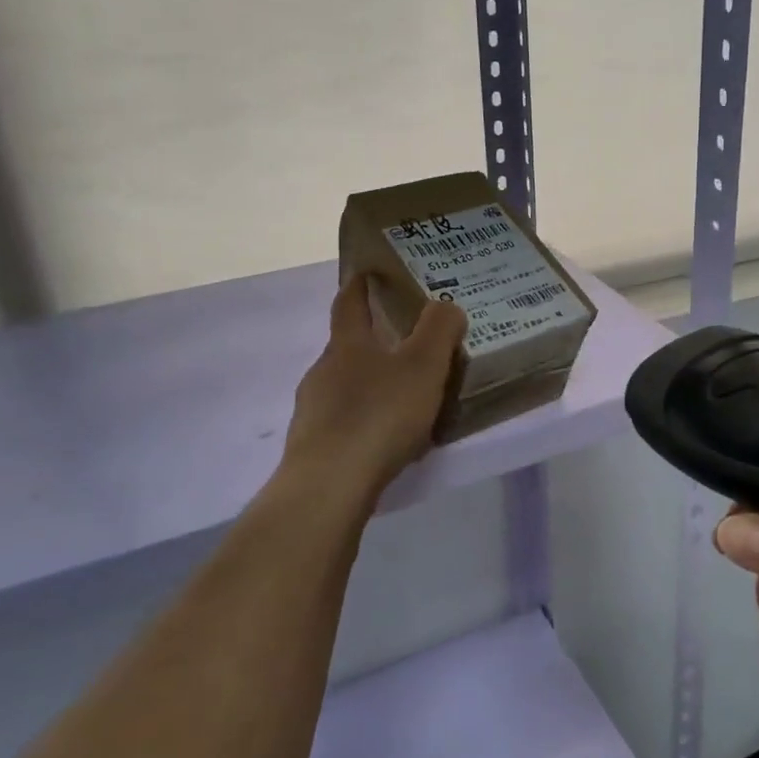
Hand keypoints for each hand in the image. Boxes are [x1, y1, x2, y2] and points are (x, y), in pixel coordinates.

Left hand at [282, 275, 465, 500]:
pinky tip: (383, 440)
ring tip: (399, 398)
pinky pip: (342, 423)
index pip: (349, 304)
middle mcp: (323, 372)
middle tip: (402, 345)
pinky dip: (362, 422)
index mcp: (348, 346)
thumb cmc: (379, 416)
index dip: (359, 287)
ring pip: (342, 387)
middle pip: (345, 348)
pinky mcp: (312, 447)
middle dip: (370, 343)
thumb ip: (438, 331)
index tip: (365, 272)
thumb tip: (446, 304)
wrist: (330, 485)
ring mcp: (312, 411)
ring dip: (367, 385)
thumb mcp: (423, 367)